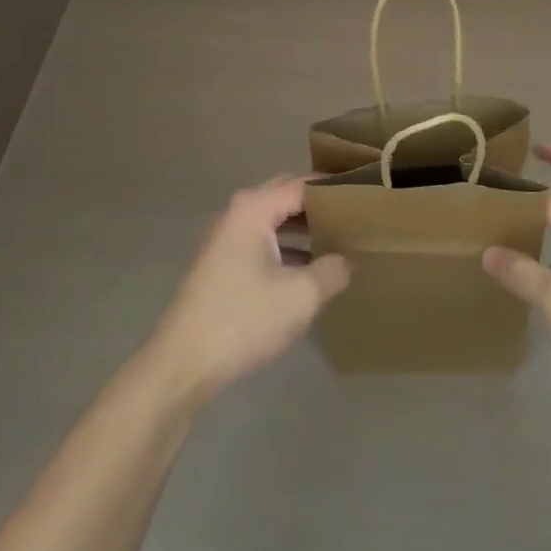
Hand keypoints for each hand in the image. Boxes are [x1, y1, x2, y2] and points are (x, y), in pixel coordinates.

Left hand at [145, 177, 349, 408]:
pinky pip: (264, 241)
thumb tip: (347, 260)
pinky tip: (312, 268)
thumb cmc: (243, 320)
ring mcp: (227, 239)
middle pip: (287, 197)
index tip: (368, 193)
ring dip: (305, 228)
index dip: (336, 188)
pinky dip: (288, 248)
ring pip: (275, 221)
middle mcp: (238, 213)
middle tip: (358, 214)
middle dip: (321, 205)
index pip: (304, 184)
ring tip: (342, 239)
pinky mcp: (223, 265)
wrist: (182, 366)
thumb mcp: (300, 296)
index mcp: (254, 208)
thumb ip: (332, 270)